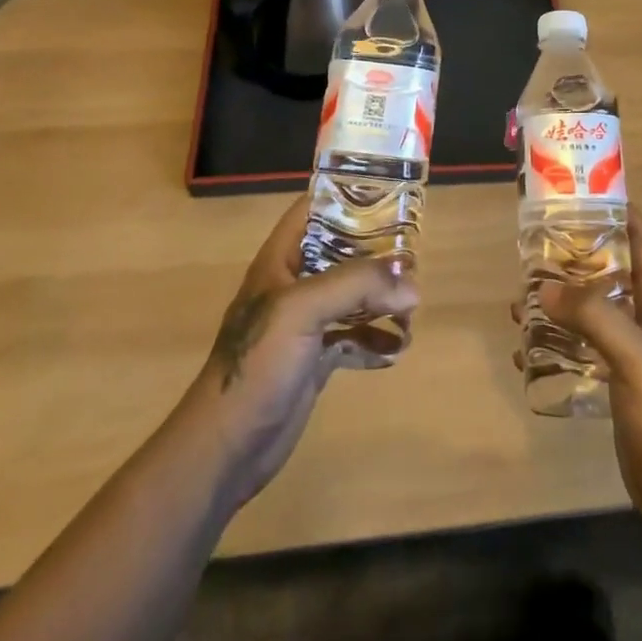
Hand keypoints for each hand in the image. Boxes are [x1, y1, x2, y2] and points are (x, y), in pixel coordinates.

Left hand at [180, 198, 417, 507]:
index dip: (347, 195)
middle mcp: (294, 284)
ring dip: (382, 298)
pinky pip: (354, 338)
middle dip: (377, 252)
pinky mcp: (314, 359)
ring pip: (352, 295)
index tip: (390, 193)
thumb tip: (412, 285)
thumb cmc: (258, 362)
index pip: (314, 208)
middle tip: (415, 255)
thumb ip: (356, 285)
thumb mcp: (303, 309)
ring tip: (413, 305)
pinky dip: (377, 339)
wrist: (227, 447)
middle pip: (341, 251)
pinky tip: (398, 348)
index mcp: (281, 259)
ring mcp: (304, 323)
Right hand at [518, 210, 641, 534]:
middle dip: (577, 253)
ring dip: (561, 296)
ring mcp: (633, 348)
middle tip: (537, 244)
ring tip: (522, 294)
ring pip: (594, 305)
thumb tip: (544, 287)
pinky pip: (583, 342)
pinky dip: (557, 337)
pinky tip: (526, 347)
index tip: (582, 195)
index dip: (620, 213)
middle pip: (613, 268)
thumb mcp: (636, 358)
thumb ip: (594, 317)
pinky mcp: (617, 376)